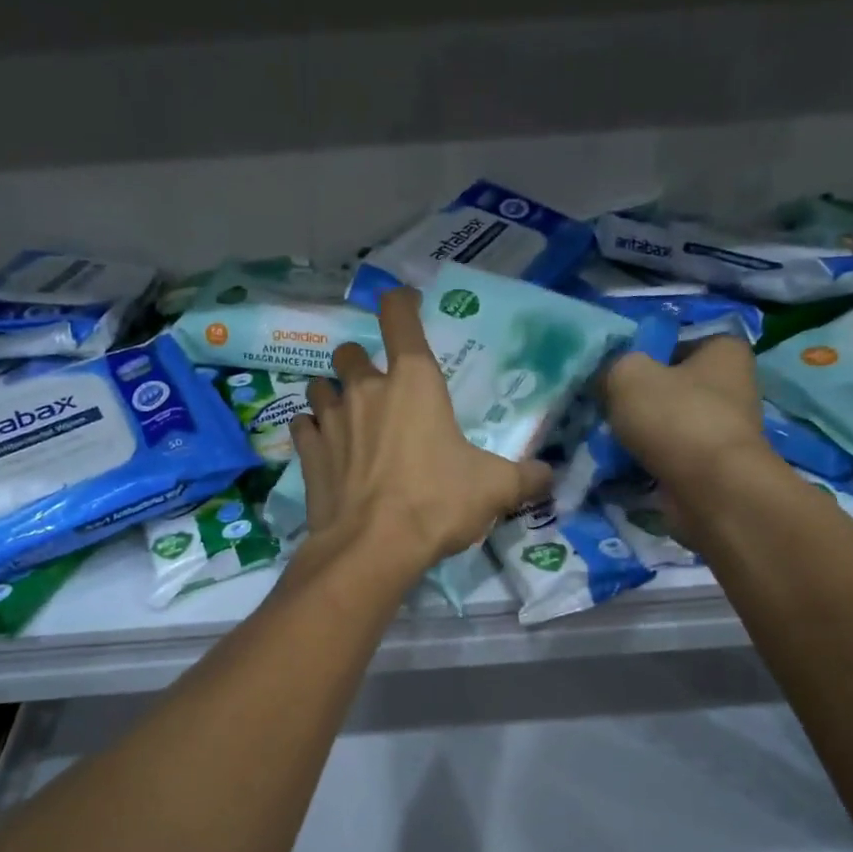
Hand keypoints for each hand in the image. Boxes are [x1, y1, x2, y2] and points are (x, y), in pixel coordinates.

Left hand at [289, 288, 550, 580]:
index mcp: (414, 382)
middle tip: (378, 389)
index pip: (399, 316)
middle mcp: (366, 389)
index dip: (400, 304)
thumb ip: (526, 477)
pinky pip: (303, 426)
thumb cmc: (437, 503)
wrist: (373, 548)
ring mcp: (331, 419)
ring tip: (347, 416)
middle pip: (350, 352)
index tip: (405, 307)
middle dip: (361, 363)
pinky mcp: (308, 452)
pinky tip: (324, 448)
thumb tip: (549, 476)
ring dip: (332, 394)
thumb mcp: (494, 489)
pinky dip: (312, 431)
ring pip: (319, 386)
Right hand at [601, 335, 772, 496]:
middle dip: (638, 396)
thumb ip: (612, 365)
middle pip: (670, 383)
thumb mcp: (627, 374)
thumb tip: (606, 378)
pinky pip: (669, 453)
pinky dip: (648, 458)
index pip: (676, 339)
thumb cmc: (676, 417)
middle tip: (604, 404)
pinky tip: (623, 463)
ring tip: (608, 437)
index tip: (613, 370)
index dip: (642, 351)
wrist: (711, 490)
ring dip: (640, 430)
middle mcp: (732, 384)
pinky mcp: (712, 464)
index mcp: (724, 350)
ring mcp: (724, 428)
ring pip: (667, 421)